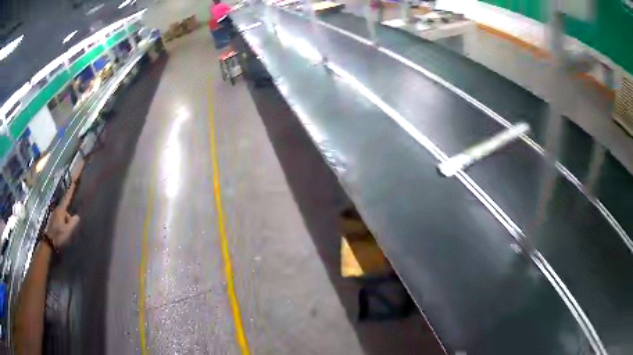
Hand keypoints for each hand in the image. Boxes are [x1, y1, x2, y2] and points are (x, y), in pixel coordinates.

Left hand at [45, 183, 79, 248]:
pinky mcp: (52, 220)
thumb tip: (77, 216)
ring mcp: (54, 215)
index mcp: (61, 210)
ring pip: (63, 216)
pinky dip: (62, 225)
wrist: (48, 243)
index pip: (67, 197)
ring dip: (65, 223)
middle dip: (68, 218)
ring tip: (64, 234)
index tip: (74, 180)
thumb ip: (73, 223)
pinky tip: (61, 233)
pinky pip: (60, 220)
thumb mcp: (67, 231)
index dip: (71, 189)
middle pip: (65, 210)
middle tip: (69, 229)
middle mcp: (57, 210)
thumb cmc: (58, 236)